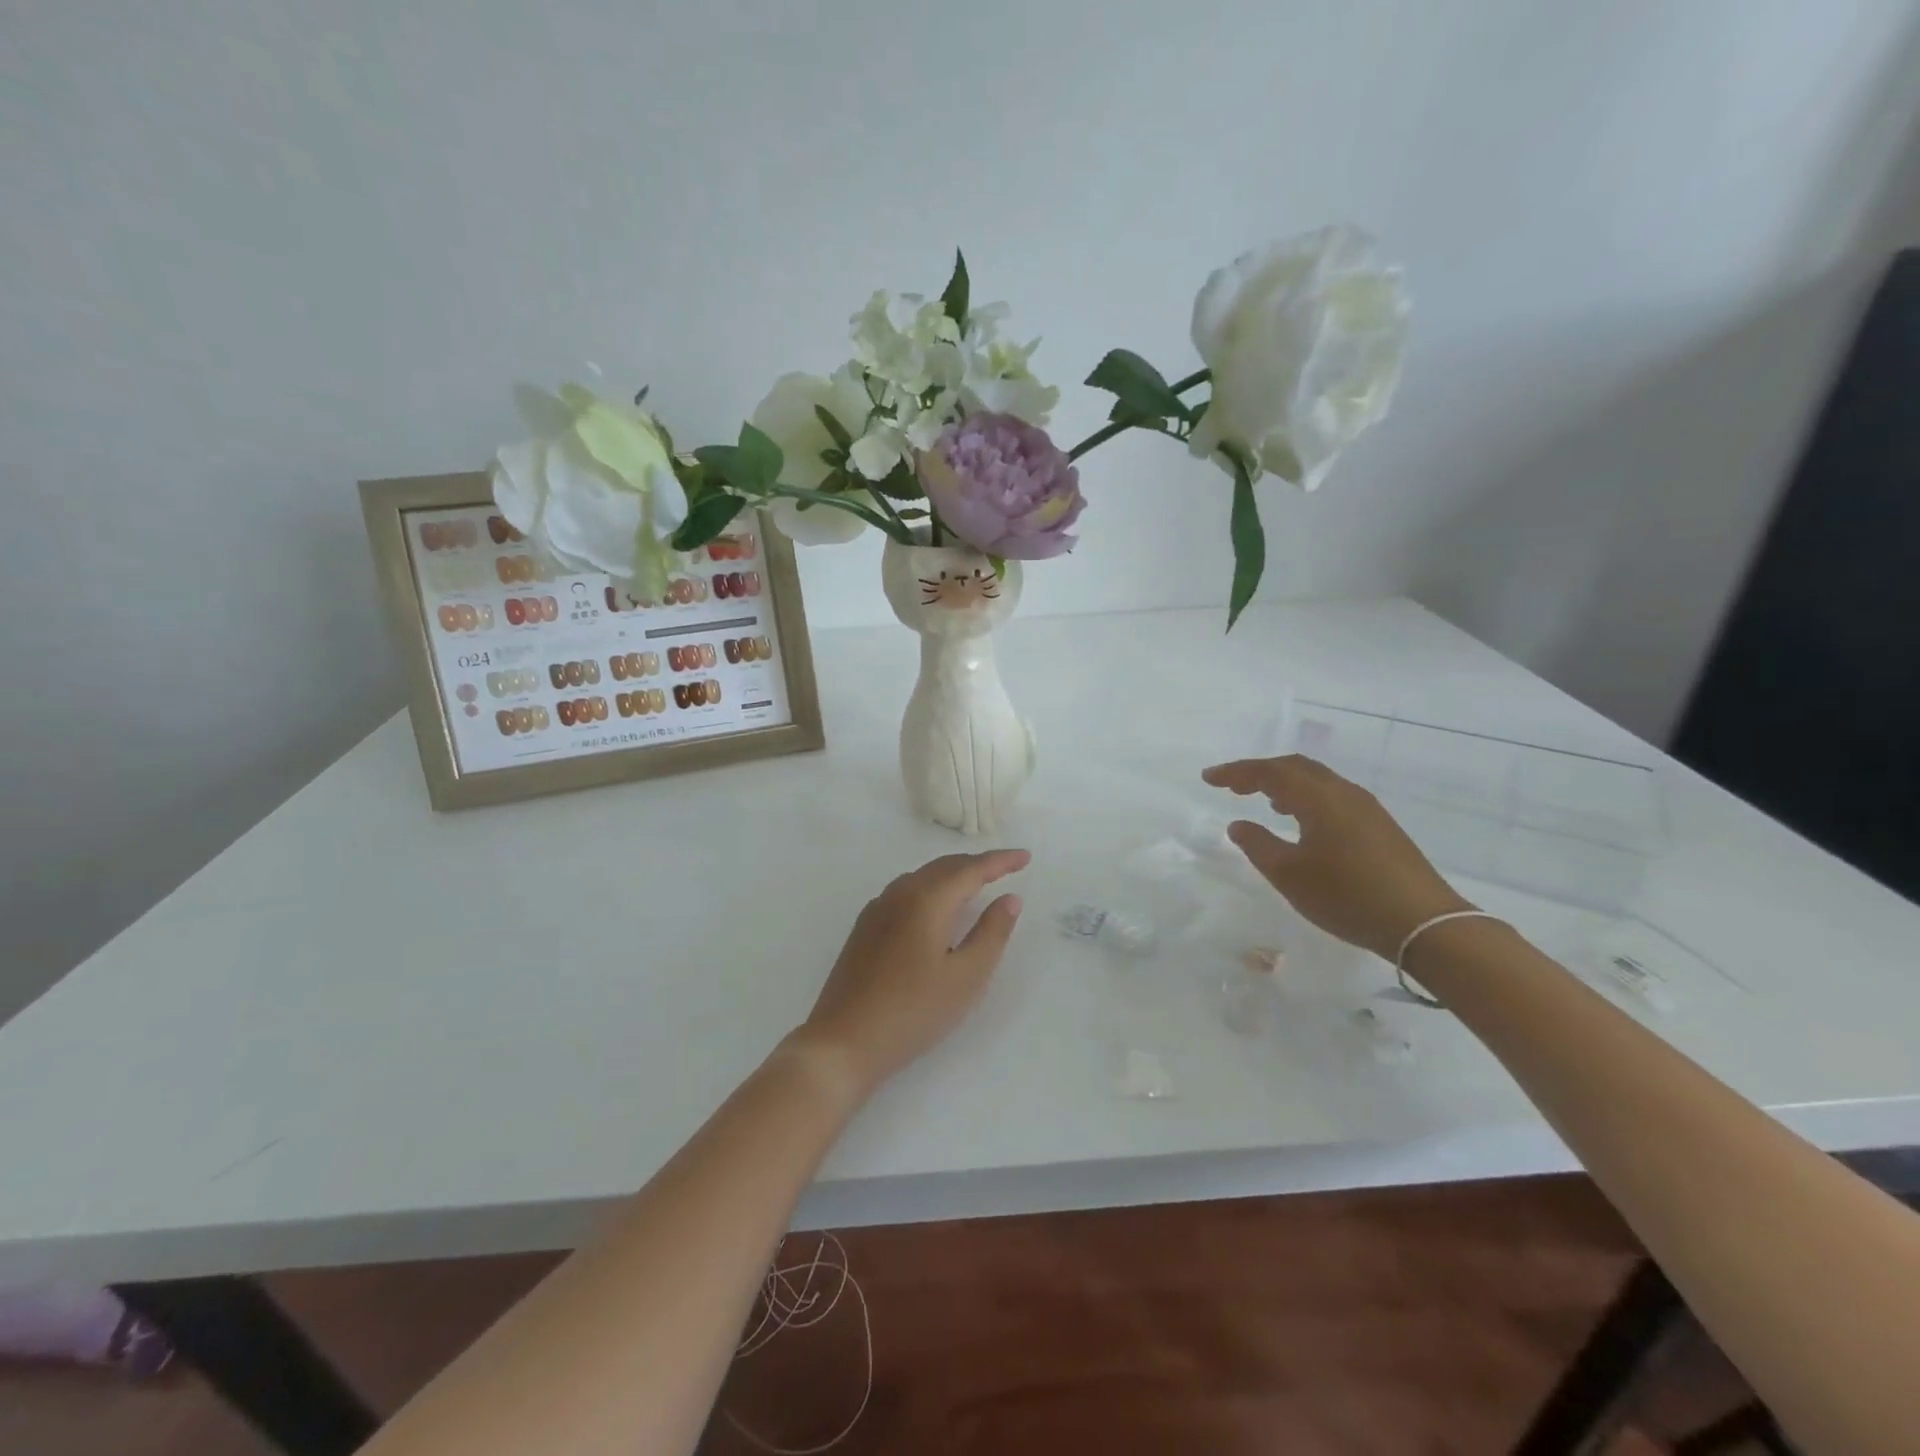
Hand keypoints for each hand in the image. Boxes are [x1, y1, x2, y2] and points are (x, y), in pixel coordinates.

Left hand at [794, 850, 1028, 1095]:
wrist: (843, 1041)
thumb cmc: (913, 1011)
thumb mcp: (966, 977)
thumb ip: (992, 933)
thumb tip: (1009, 899)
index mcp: (926, 899)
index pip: (971, 869)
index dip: (1001, 861)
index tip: (1025, 856)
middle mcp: (899, 893)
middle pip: (944, 867)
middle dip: (977, 864)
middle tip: (1006, 869)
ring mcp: (877, 909)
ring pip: (922, 877)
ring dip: (952, 874)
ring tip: (976, 884)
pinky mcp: (865, 928)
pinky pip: (905, 891)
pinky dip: (931, 888)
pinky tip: (936, 908)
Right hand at [1202, 756, 1470, 959]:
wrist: (1423, 923)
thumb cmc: (1347, 896)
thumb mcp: (1289, 875)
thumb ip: (1258, 845)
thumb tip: (1238, 824)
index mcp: (1318, 798)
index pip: (1269, 771)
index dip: (1236, 772)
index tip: (1208, 778)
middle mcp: (1343, 792)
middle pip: (1295, 767)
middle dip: (1259, 772)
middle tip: (1232, 785)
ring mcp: (1366, 807)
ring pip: (1316, 780)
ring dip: (1285, 784)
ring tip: (1263, 801)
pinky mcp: (1379, 825)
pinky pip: (1332, 795)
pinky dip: (1306, 797)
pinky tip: (1301, 821)